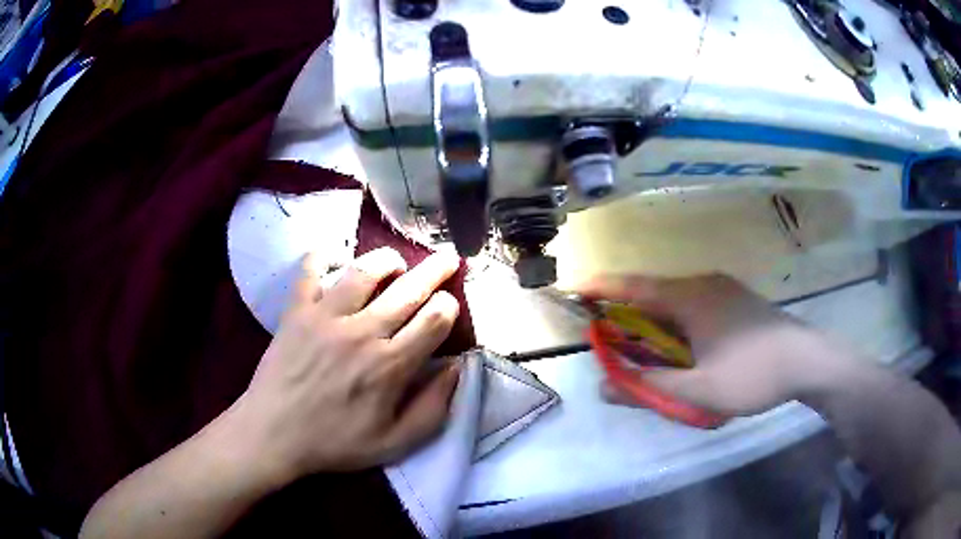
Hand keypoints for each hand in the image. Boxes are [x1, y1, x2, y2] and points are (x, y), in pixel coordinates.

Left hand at [229, 247, 462, 482]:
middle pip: (409, 288)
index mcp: (390, 366)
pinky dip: (323, 255)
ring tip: (396, 261)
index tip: (449, 306)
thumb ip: (434, 409)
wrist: (273, 434)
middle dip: (436, 269)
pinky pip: (311, 269)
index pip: (435, 319)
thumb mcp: (395, 443)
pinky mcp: (296, 310)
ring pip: (365, 270)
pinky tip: (336, 255)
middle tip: (447, 258)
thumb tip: (457, 368)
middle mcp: (362, 332)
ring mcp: (325, 316)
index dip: (449, 306)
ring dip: (387, 259)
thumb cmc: (335, 442)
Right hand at [577, 274, 844, 416]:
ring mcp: (723, 289)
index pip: (634, 287)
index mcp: (691, 297)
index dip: (600, 288)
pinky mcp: (736, 300)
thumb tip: (605, 388)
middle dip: (626, 312)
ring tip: (643, 348)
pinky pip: (694, 305)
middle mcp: (704, 284)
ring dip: (654, 321)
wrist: (807, 360)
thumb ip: (650, 389)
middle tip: (607, 336)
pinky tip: (683, 347)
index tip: (572, 288)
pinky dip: (676, 323)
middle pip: (653, 293)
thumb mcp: (699, 392)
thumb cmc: (753, 374)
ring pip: (676, 300)